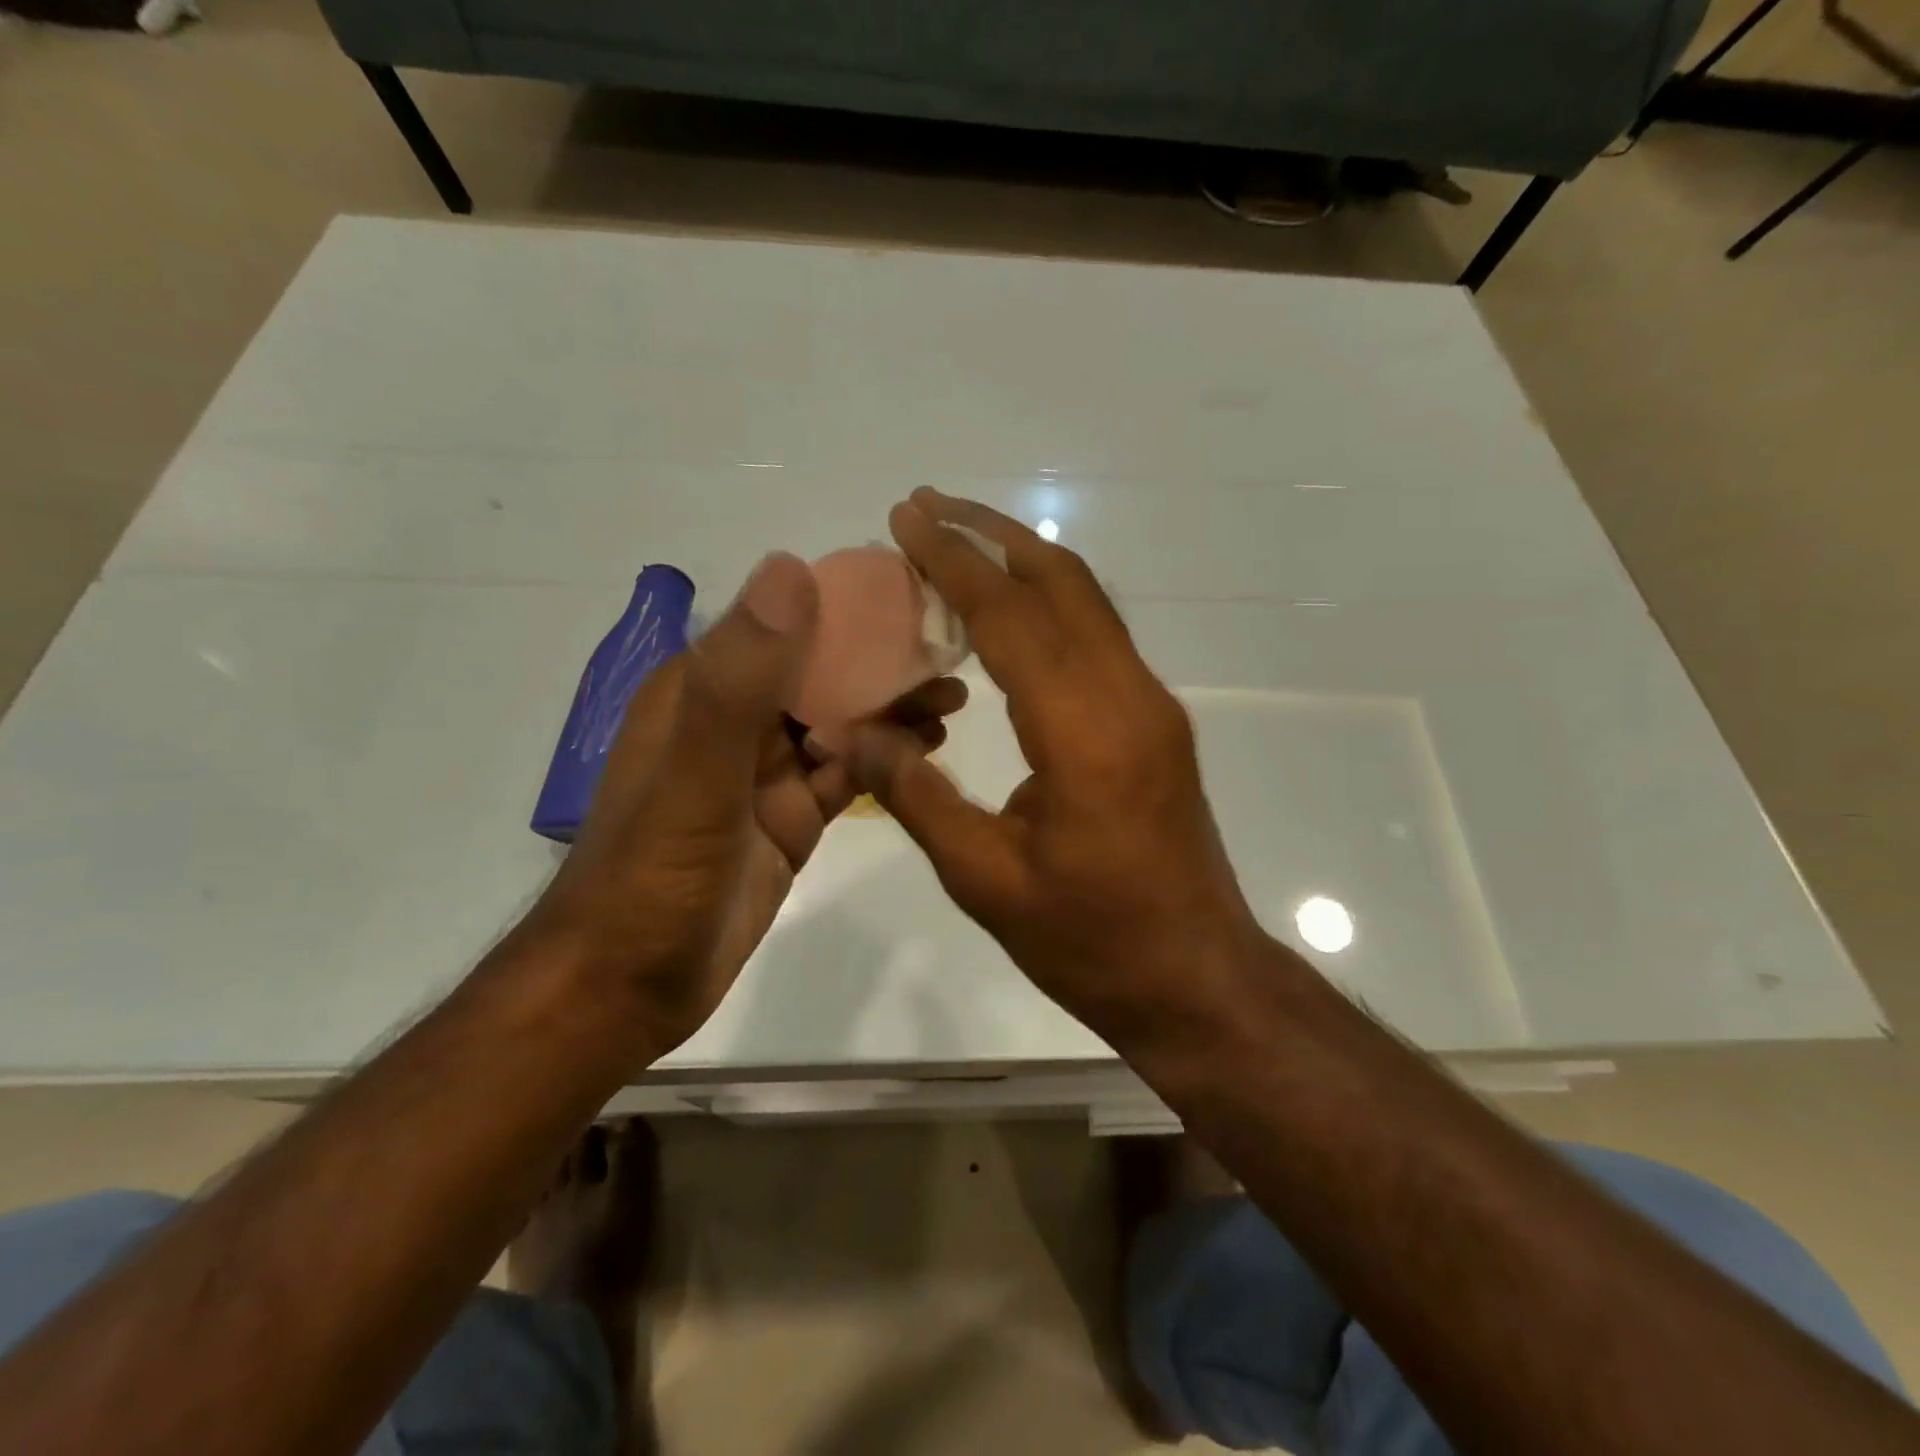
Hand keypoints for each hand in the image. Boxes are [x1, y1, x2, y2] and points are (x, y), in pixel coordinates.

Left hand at [527, 552, 963, 1054]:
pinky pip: (845, 772)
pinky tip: (929, 747)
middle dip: (884, 659)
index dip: (851, 605)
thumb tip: (791, 568)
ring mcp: (765, 772)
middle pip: (822, 670)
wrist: (624, 988)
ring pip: (840, 721)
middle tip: (954, 651)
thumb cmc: (653, 878)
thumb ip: (739, 681)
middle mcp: (736, 720)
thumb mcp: (696, 777)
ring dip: (892, 707)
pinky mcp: (789, 818)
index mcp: (703, 689)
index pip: (787, 621)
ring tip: (954, 696)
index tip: (918, 595)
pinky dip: (884, 758)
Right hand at [846, 489, 1260, 1042]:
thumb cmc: (1089, 941)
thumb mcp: (984, 881)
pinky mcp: (1156, 722)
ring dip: (1024, 562)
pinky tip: (1004, 616)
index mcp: (1085, 733)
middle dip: (992, 534)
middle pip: (1062, 582)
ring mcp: (1152, 706)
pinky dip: (1047, 605)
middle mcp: (1129, 697)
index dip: (954, 561)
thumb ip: (918, 797)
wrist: (1195, 978)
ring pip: (1088, 601)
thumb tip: (861, 731)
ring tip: (960, 542)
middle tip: (929, 507)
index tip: (907, 518)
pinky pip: (1098, 637)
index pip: (1011, 617)